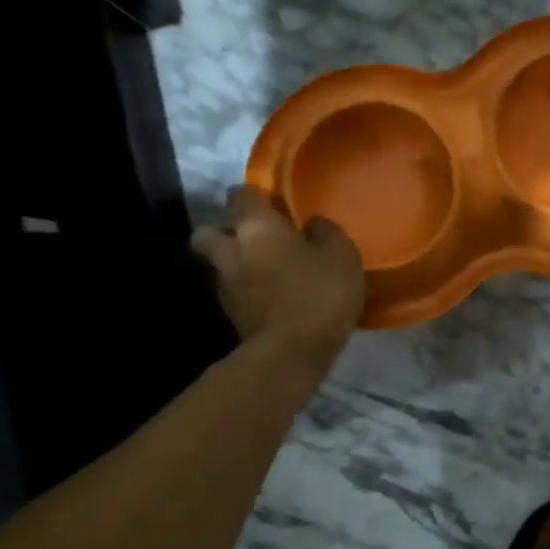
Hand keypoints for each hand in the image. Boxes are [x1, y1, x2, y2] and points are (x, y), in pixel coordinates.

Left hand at [193, 187, 364, 365]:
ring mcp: (224, 285)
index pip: (241, 195)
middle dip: (224, 231)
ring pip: (216, 264)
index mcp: (256, 226)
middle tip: (253, 238)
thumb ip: (326, 232)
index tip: (273, 204)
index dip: (255, 196)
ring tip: (260, 270)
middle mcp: (230, 250)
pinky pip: (230, 291)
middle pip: (208, 231)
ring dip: (232, 263)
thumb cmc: (317, 293)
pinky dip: (242, 290)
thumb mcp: (341, 255)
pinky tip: (266, 296)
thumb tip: (313, 223)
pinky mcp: (228, 315)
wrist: (290, 354)